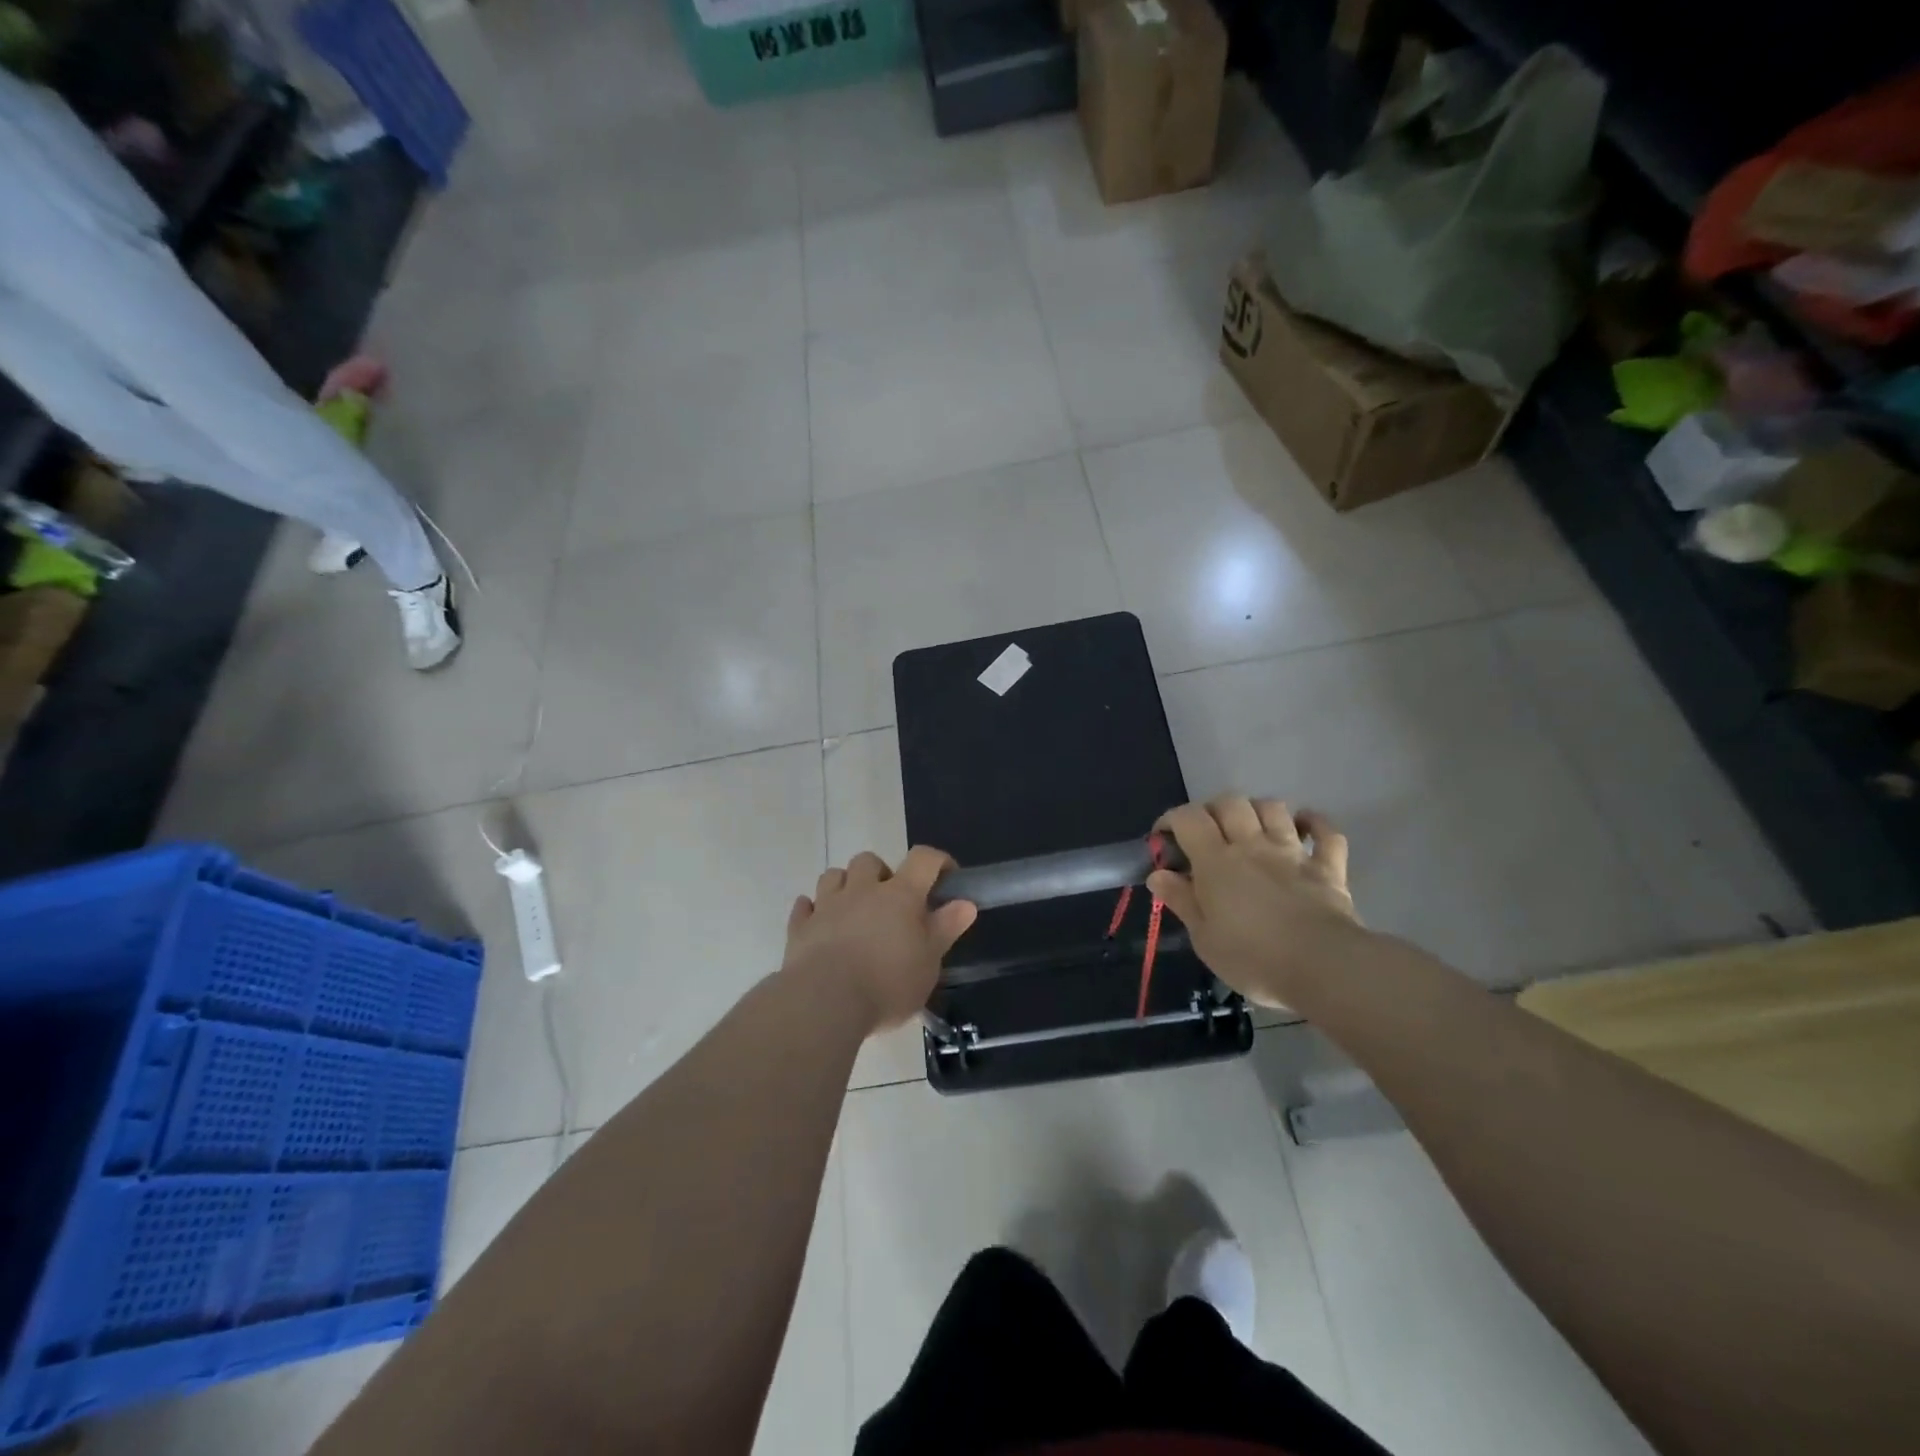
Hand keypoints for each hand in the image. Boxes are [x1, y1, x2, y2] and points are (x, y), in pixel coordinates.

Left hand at [783, 846, 977, 1032]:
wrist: (825, 1002)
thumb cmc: (887, 983)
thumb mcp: (928, 961)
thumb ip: (945, 929)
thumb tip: (965, 903)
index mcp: (900, 895)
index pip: (923, 859)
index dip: (938, 861)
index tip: (947, 877)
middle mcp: (862, 890)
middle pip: (869, 860)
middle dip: (881, 873)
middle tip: (891, 901)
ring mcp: (827, 906)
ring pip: (833, 876)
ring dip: (845, 885)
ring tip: (854, 911)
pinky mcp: (800, 927)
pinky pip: (804, 907)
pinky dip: (813, 910)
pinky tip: (820, 925)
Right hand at [1148, 796, 1361, 1007]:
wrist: (1323, 968)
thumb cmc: (1253, 958)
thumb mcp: (1204, 938)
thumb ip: (1181, 900)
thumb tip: (1157, 874)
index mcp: (1216, 861)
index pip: (1188, 818)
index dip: (1171, 820)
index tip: (1164, 839)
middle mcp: (1252, 845)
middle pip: (1230, 803)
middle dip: (1213, 810)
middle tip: (1206, 834)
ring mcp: (1293, 853)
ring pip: (1273, 808)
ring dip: (1257, 810)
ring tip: (1249, 828)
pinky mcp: (1328, 867)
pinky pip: (1326, 833)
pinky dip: (1314, 823)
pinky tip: (1303, 827)